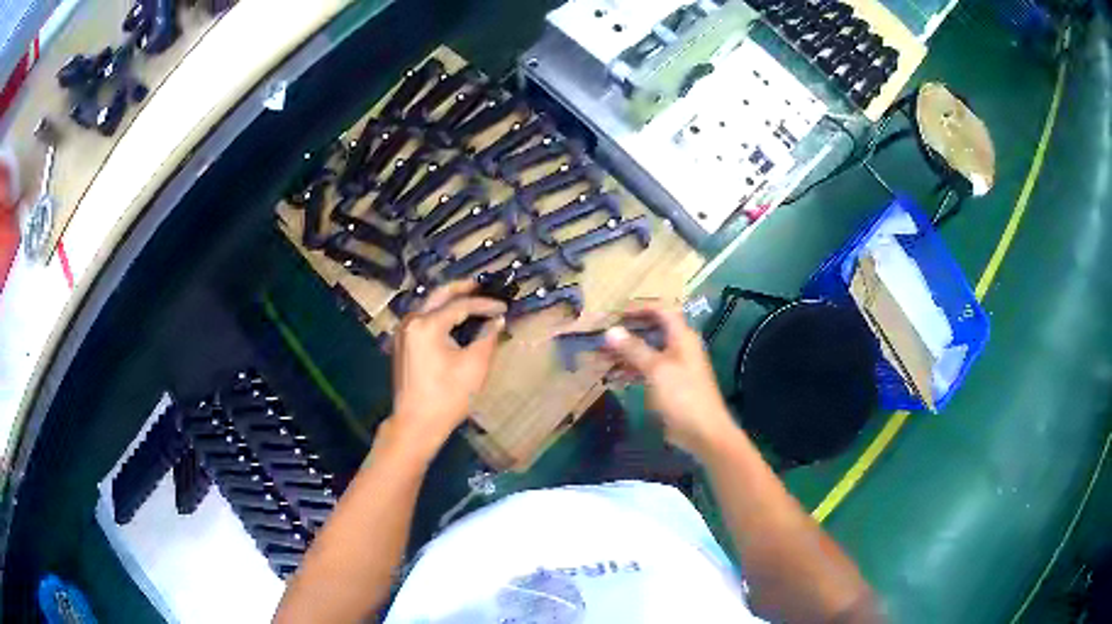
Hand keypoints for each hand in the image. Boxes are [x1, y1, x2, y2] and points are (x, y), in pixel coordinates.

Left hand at [388, 281, 506, 462]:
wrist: (416, 423)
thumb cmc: (447, 396)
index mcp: (427, 324)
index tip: (505, 307)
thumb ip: (487, 337)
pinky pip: (423, 318)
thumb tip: (496, 319)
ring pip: (429, 304)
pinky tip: (455, 319)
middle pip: (439, 295)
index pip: (460, 305)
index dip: (485, 304)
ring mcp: (403, 332)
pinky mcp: (402, 343)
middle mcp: (411, 321)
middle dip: (463, 289)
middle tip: (485, 286)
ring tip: (473, 300)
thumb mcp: (474, 366)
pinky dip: (440, 313)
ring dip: (450, 300)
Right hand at [604, 301, 739, 458]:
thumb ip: (634, 349)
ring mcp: (675, 368)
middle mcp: (679, 348)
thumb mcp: (656, 369)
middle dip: (627, 333)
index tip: (616, 313)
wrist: (703, 432)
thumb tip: (611, 330)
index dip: (639, 309)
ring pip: (647, 353)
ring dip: (625, 353)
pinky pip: (647, 371)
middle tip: (602, 335)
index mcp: (682, 337)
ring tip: (600, 356)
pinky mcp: (669, 386)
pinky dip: (631, 371)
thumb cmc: (683, 395)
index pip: (661, 311)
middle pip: (652, 332)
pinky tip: (612, 377)